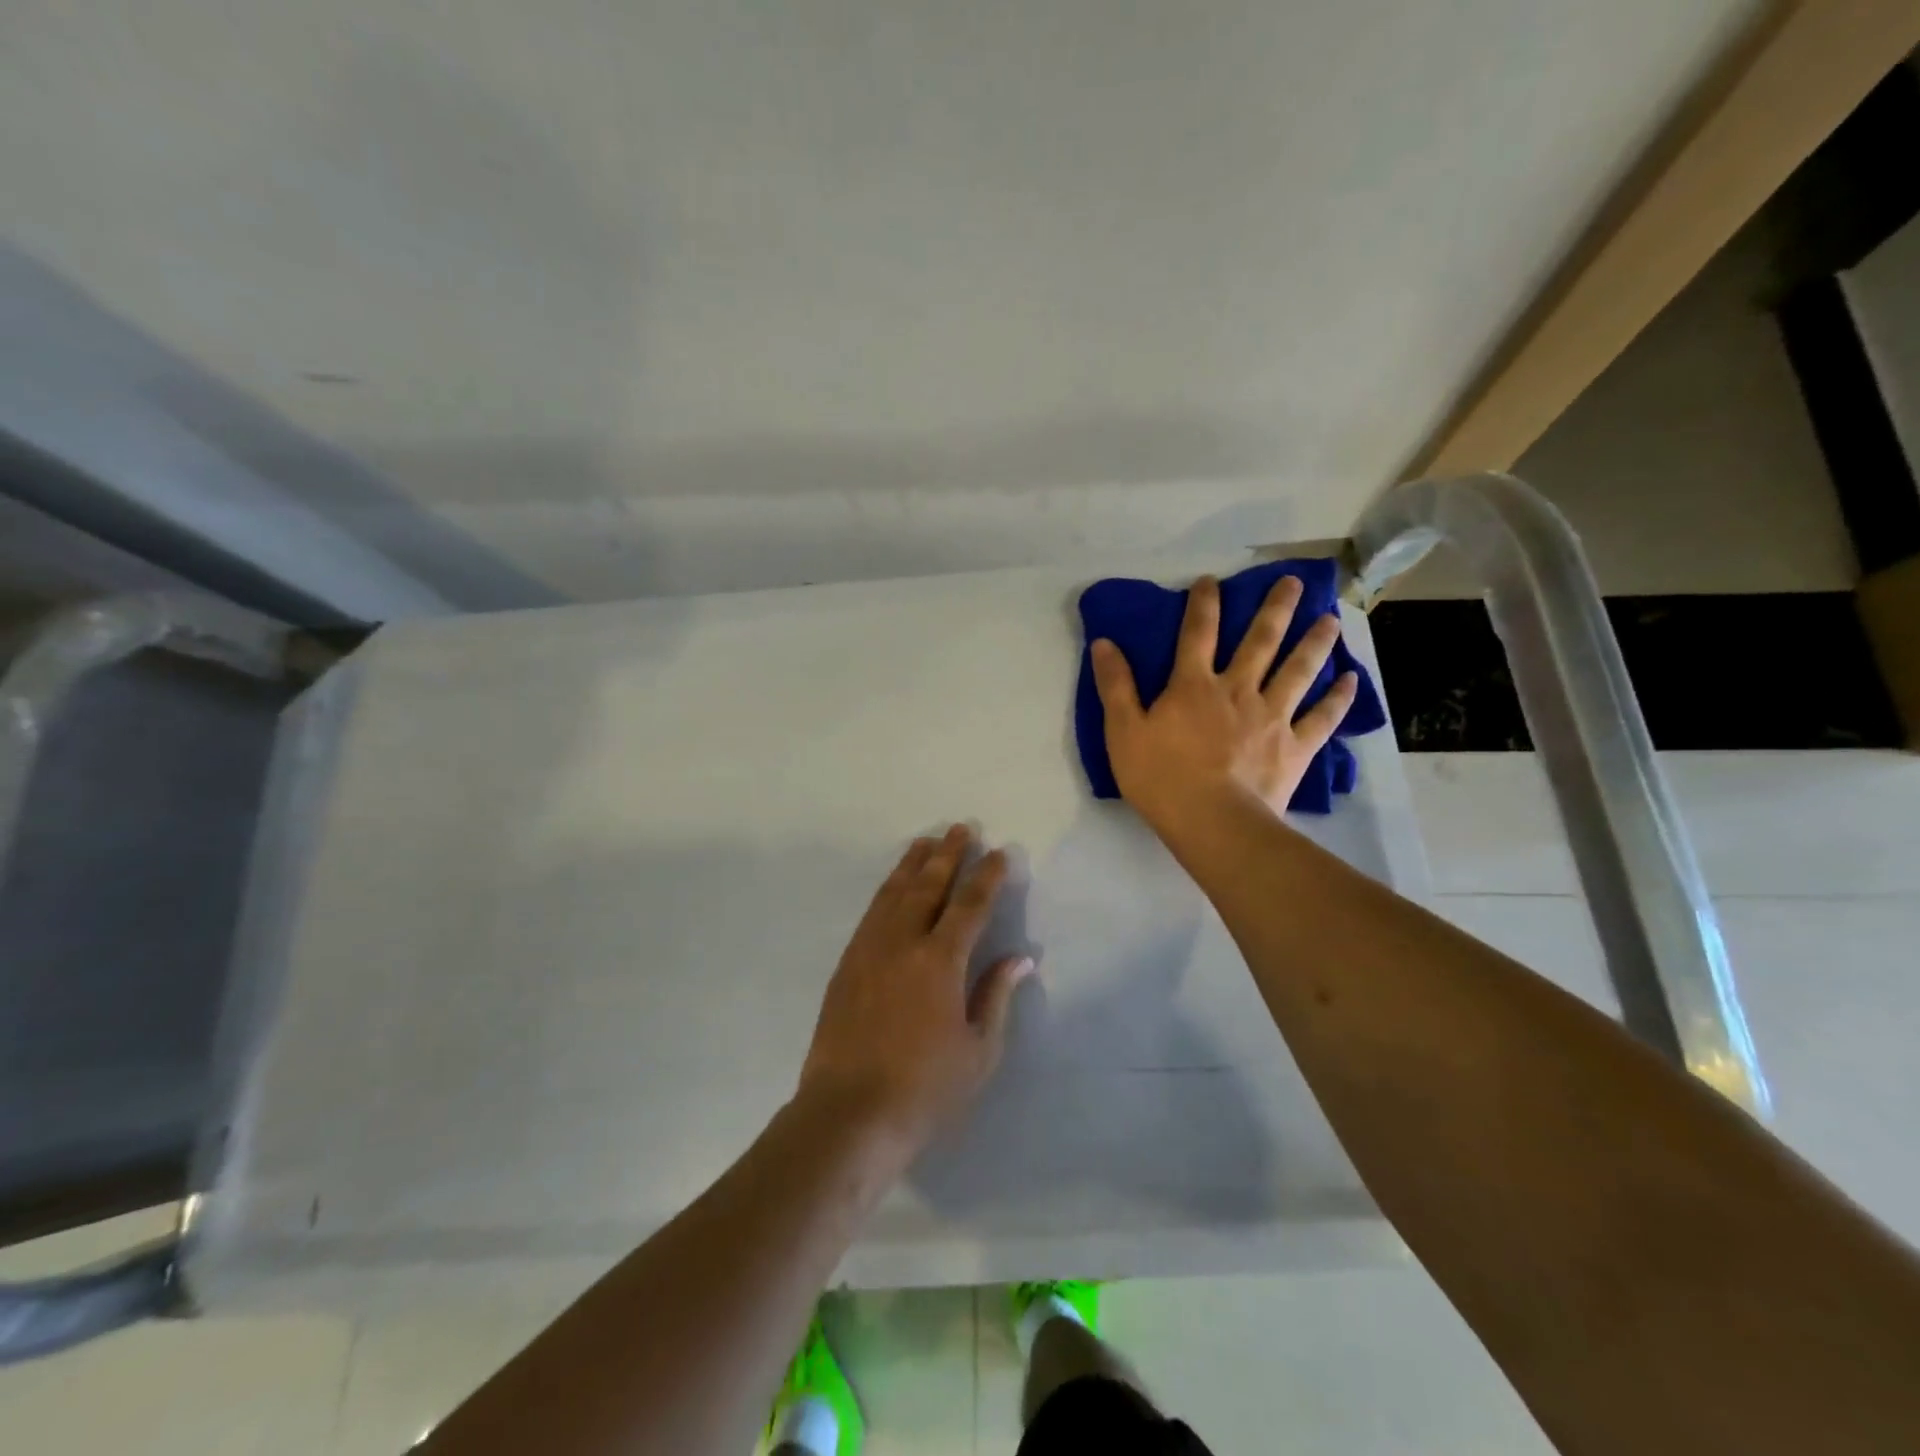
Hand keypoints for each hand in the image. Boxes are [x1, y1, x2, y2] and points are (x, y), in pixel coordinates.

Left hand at [798, 825, 1032, 1153]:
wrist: (848, 1114)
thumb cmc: (925, 1089)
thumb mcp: (979, 1051)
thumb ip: (996, 996)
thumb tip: (1020, 958)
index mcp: (941, 961)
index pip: (970, 905)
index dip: (987, 877)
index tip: (998, 853)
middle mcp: (903, 943)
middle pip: (928, 886)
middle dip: (948, 855)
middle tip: (961, 828)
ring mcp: (869, 950)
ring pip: (894, 893)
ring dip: (913, 865)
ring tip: (926, 842)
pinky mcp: (847, 964)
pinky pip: (871, 913)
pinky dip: (886, 891)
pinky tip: (892, 886)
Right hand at [1090, 574, 1356, 833]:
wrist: (1213, 821)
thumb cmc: (1160, 778)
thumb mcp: (1122, 731)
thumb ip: (1114, 686)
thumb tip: (1103, 642)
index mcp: (1193, 686)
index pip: (1197, 634)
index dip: (1203, 604)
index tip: (1211, 580)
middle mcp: (1237, 690)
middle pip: (1260, 641)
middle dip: (1275, 608)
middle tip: (1294, 581)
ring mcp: (1272, 716)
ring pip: (1298, 670)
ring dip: (1315, 641)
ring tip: (1330, 618)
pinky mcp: (1296, 746)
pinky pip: (1323, 717)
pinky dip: (1338, 698)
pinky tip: (1351, 679)